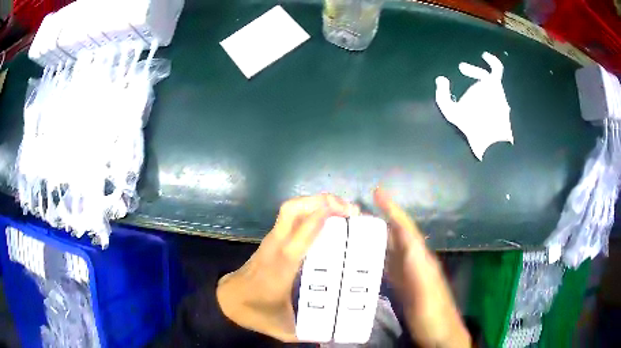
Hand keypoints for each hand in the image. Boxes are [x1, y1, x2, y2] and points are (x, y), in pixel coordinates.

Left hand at [216, 194, 358, 341]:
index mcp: (280, 269)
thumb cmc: (256, 312)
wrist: (228, 300)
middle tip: (349, 210)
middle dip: (322, 201)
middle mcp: (275, 247)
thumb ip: (311, 335)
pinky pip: (291, 217)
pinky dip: (311, 210)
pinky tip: (328, 221)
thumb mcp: (285, 329)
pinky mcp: (272, 240)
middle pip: (292, 210)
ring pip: (291, 209)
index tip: (347, 215)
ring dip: (317, 202)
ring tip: (343, 211)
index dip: (320, 220)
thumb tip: (335, 338)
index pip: (299, 238)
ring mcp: (272, 240)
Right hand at [374, 187, 470, 347]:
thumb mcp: (426, 291)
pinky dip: (378, 257)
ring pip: (392, 249)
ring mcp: (410, 275)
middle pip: (398, 236)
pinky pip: (389, 266)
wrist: (440, 333)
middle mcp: (415, 262)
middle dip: (382, 219)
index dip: (393, 209)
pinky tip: (367, 258)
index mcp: (421, 259)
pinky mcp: (404, 286)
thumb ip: (417, 267)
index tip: (378, 192)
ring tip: (358, 229)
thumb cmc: (434, 313)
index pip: (406, 228)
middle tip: (358, 210)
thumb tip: (405, 242)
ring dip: (378, 237)